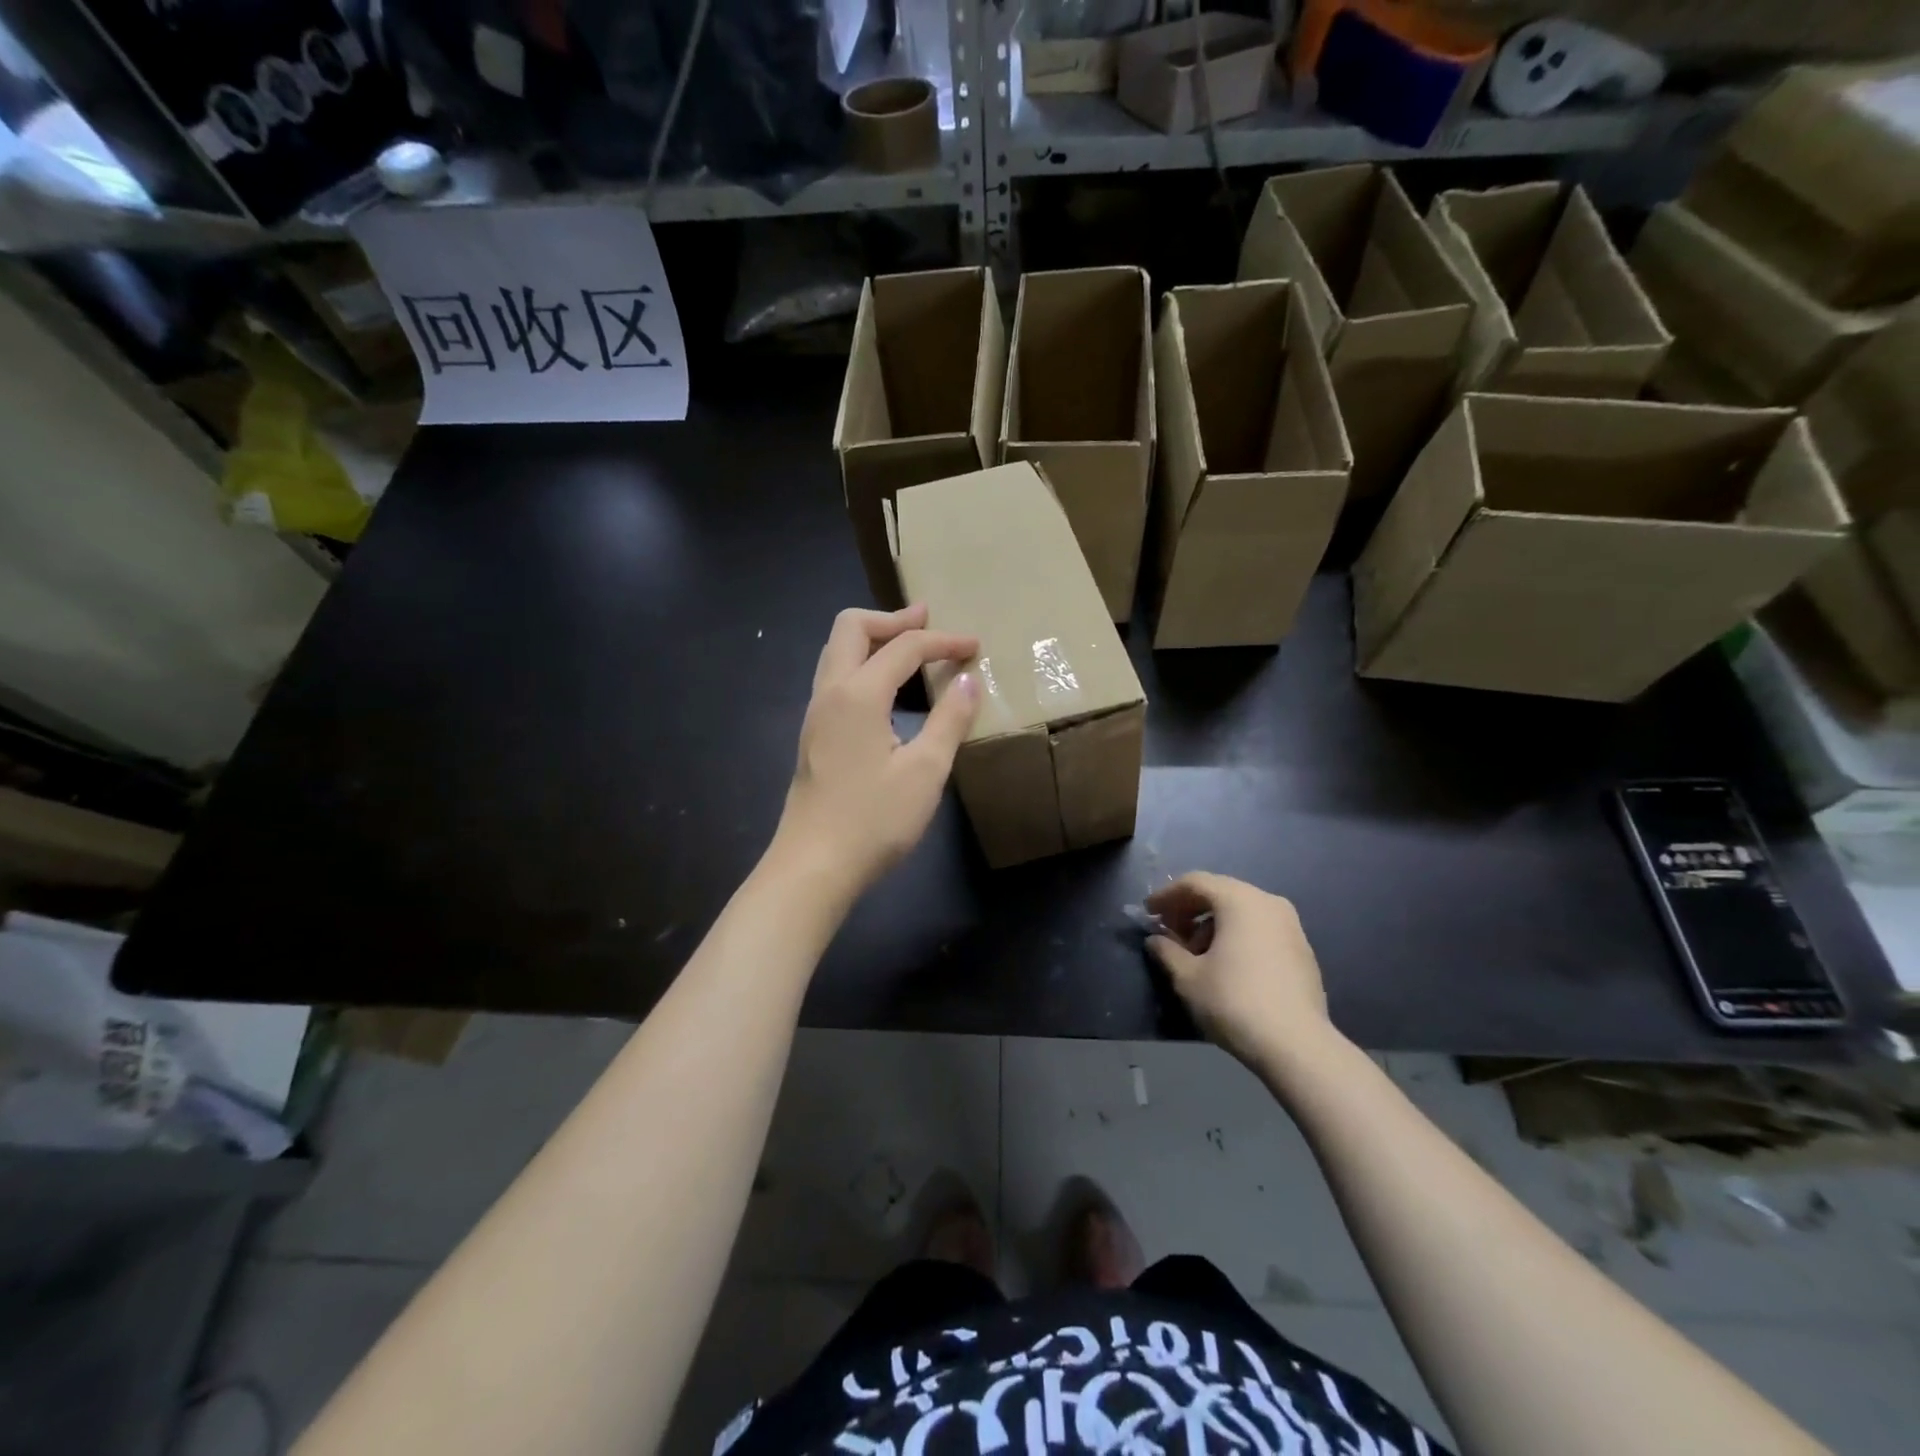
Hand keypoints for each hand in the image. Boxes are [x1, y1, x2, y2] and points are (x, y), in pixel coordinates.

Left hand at [771, 604, 979, 901]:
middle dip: (893, 619)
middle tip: (929, 622)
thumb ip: (949, 720)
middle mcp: (829, 692)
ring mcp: (815, 714)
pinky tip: (888, 692)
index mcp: (858, 694)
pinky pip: (836, 677)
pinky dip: (864, 665)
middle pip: (852, 627)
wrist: (813, 867)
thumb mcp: (925, 771)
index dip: (943, 641)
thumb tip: (969, 679)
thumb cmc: (874, 820)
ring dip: (874, 640)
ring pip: (838, 651)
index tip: (976, 646)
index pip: (904, 647)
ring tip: (911, 649)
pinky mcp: (813, 735)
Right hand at [1146, 873, 1339, 1071]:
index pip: (1195, 882)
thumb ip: (1167, 951)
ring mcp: (1291, 925)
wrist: (1297, 1046)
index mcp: (1240, 900)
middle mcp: (1268, 902)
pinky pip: (1260, 928)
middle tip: (1169, 931)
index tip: (1148, 913)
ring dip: (1213, 924)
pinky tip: (1226, 964)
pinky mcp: (1302, 950)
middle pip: (1220, 892)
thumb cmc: (1234, 1002)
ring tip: (1195, 953)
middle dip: (1190, 909)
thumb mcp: (1188, 977)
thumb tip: (1156, 940)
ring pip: (1242, 910)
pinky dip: (1237, 935)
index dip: (1166, 895)